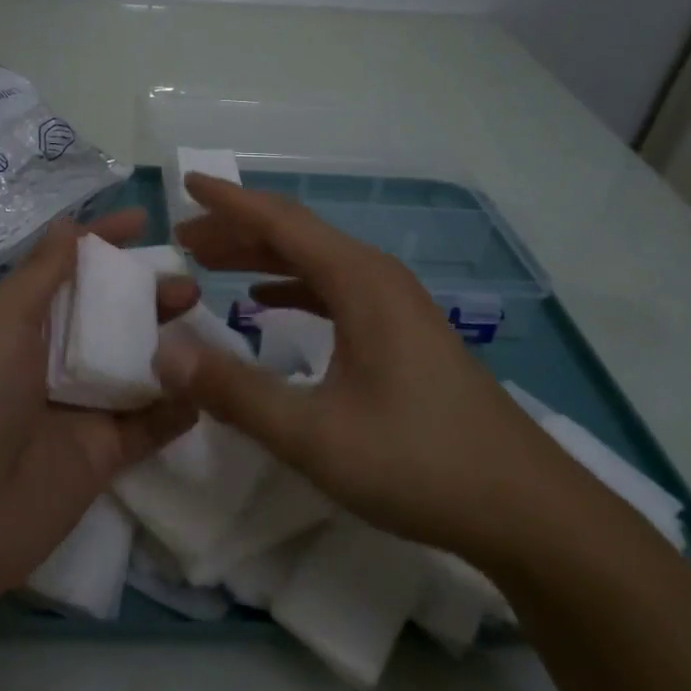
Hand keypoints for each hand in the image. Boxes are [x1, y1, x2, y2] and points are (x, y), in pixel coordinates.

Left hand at [0, 209, 197, 605]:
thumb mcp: (0, 321)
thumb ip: (41, 274)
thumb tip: (69, 224)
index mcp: (21, 321)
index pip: (68, 269)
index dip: (103, 242)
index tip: (145, 221)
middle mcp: (51, 358)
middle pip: (108, 316)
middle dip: (146, 294)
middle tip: (188, 284)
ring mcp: (79, 407)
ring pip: (134, 365)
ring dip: (168, 345)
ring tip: (204, 324)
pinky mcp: (102, 454)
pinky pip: (148, 425)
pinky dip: (177, 407)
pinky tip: (208, 387)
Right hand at [156, 173, 570, 561]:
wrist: (527, 508)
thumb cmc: (419, 463)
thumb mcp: (313, 434)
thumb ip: (234, 390)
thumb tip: (164, 352)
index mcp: (359, 282)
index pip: (280, 221)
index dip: (228, 201)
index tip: (185, 182)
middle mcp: (377, 278)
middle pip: (295, 234)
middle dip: (235, 229)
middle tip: (183, 237)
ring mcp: (394, 304)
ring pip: (314, 261)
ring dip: (260, 257)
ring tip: (210, 263)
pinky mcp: (402, 332)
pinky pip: (333, 289)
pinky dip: (291, 286)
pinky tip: (265, 302)